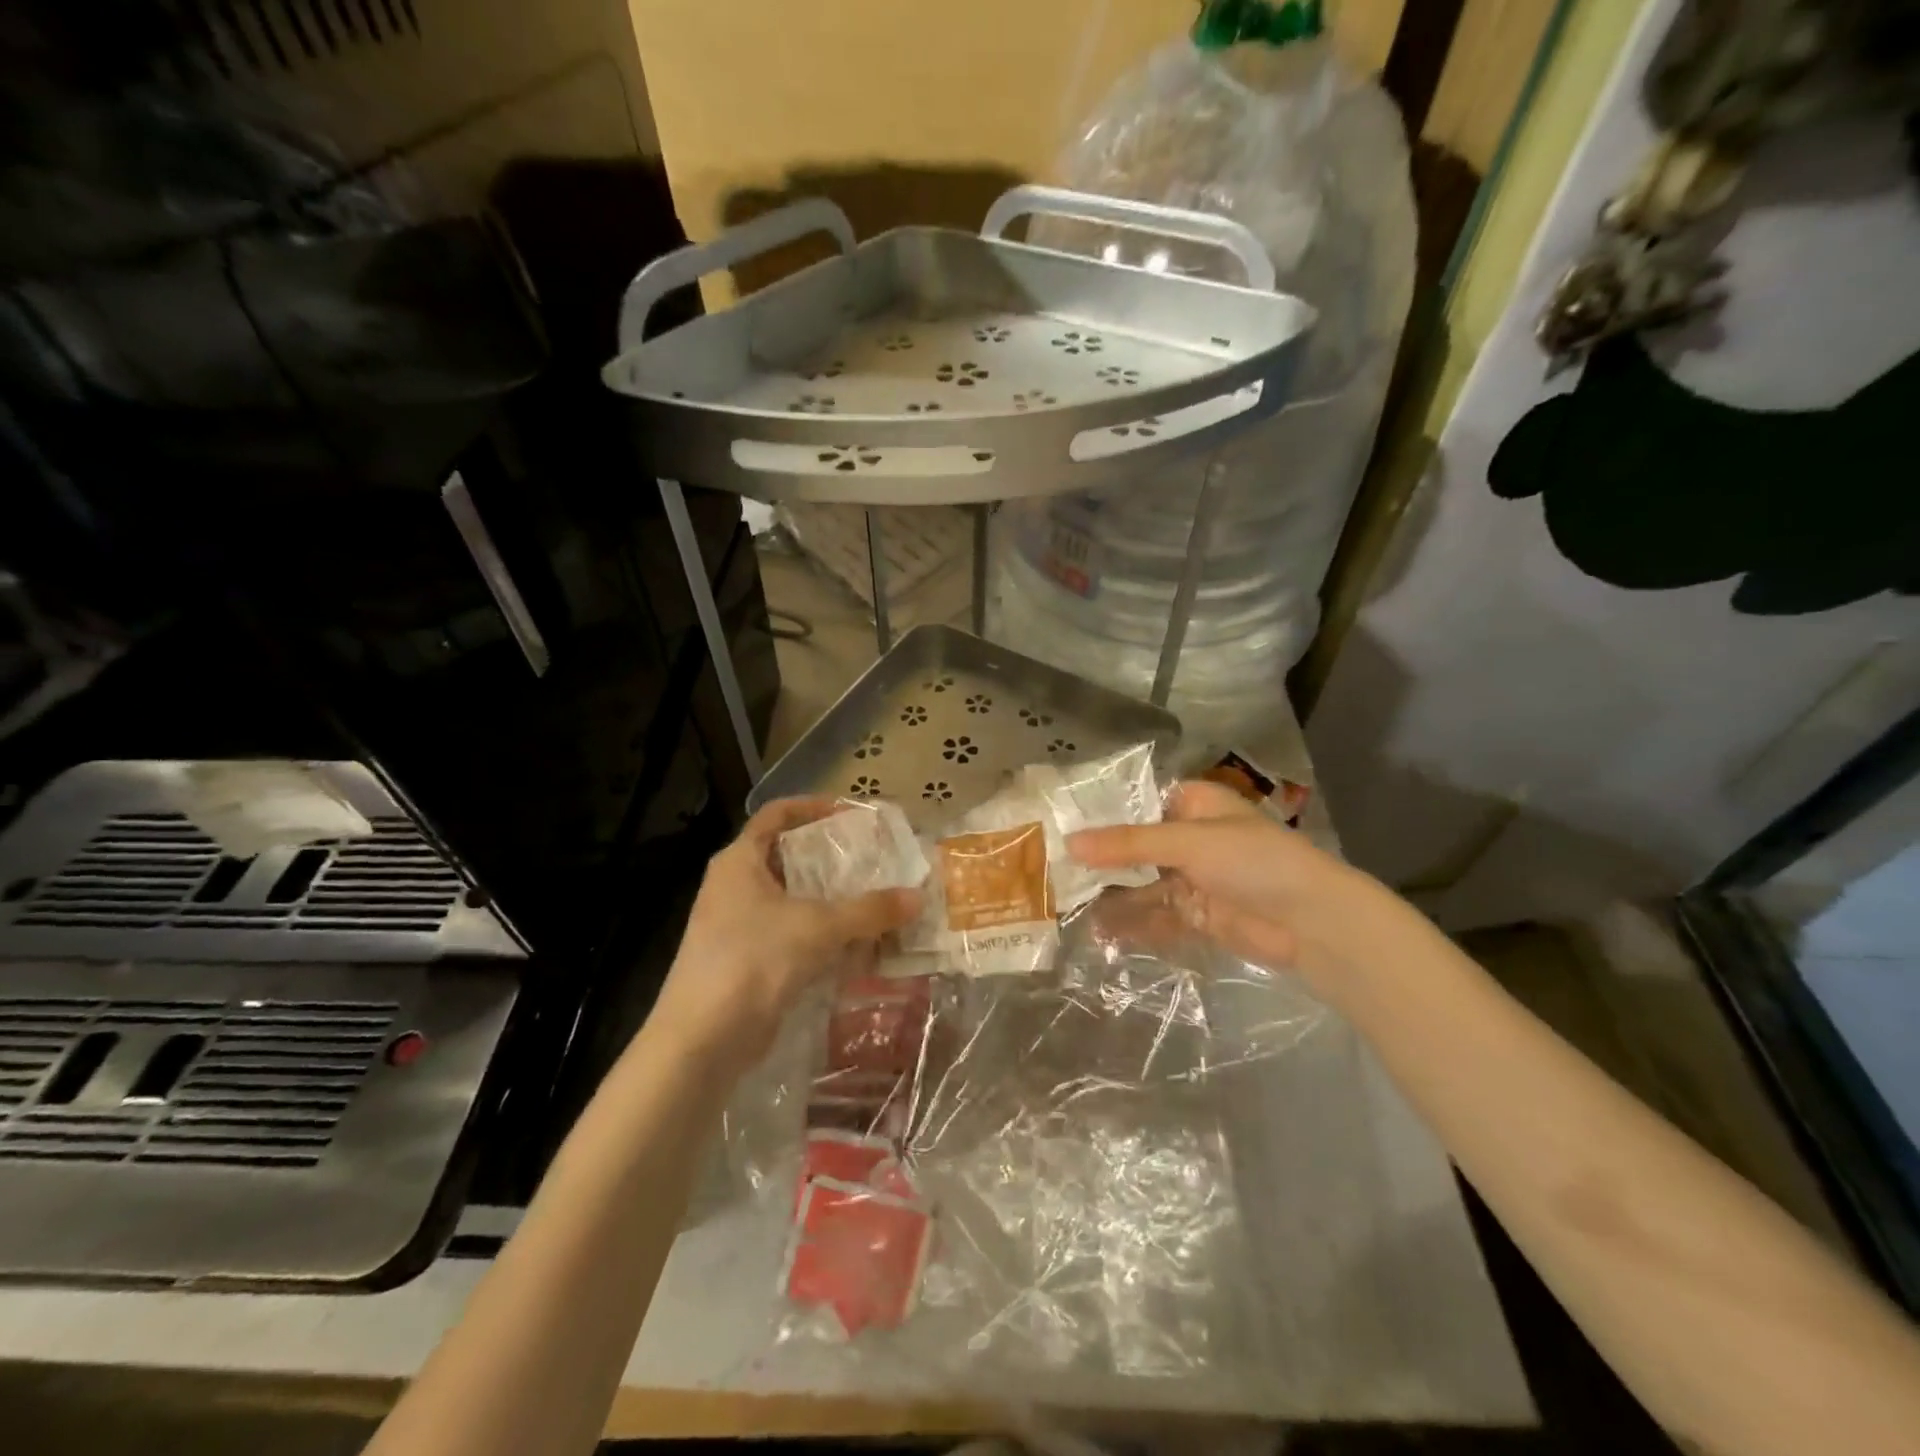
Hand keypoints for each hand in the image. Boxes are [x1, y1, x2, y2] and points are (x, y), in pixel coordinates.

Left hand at [650, 797, 921, 1072]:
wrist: (702, 1041)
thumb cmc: (754, 960)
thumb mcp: (818, 927)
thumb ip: (870, 910)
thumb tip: (918, 897)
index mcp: (740, 861)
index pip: (777, 814)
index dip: (814, 807)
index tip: (852, 816)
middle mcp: (735, 886)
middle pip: (789, 857)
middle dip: (832, 859)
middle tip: (875, 860)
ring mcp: (739, 926)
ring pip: (794, 900)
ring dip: (832, 901)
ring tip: (875, 901)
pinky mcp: (749, 961)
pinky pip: (793, 935)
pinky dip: (823, 936)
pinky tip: (859, 946)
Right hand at [1069, 779, 1397, 994]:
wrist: (1313, 923)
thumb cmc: (1255, 862)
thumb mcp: (1189, 842)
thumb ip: (1129, 843)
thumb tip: (1070, 843)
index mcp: (1193, 805)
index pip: (1136, 804)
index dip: (1100, 816)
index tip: (1058, 827)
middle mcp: (1189, 838)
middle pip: (1134, 848)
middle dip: (1100, 862)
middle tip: (1053, 872)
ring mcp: (1193, 879)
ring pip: (1141, 885)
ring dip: (1111, 897)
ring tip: (1067, 908)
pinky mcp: (1197, 915)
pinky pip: (1156, 917)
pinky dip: (1131, 925)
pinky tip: (1099, 933)